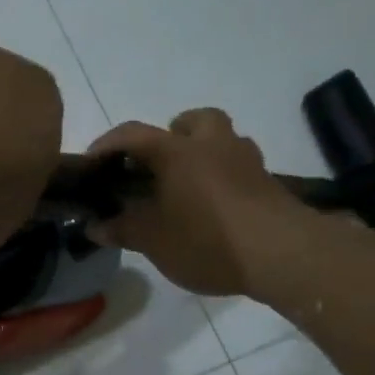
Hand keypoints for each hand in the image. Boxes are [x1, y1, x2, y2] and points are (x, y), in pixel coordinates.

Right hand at [86, 109, 299, 295]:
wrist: (282, 254)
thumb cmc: (207, 240)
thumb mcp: (154, 241)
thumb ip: (123, 229)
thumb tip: (95, 226)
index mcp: (178, 151)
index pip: (134, 134)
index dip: (108, 144)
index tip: (92, 163)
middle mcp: (213, 145)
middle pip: (194, 120)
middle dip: (174, 133)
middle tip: (159, 165)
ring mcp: (247, 162)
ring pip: (223, 141)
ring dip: (205, 154)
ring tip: (189, 189)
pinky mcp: (270, 185)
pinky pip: (241, 170)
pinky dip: (225, 180)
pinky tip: (217, 210)